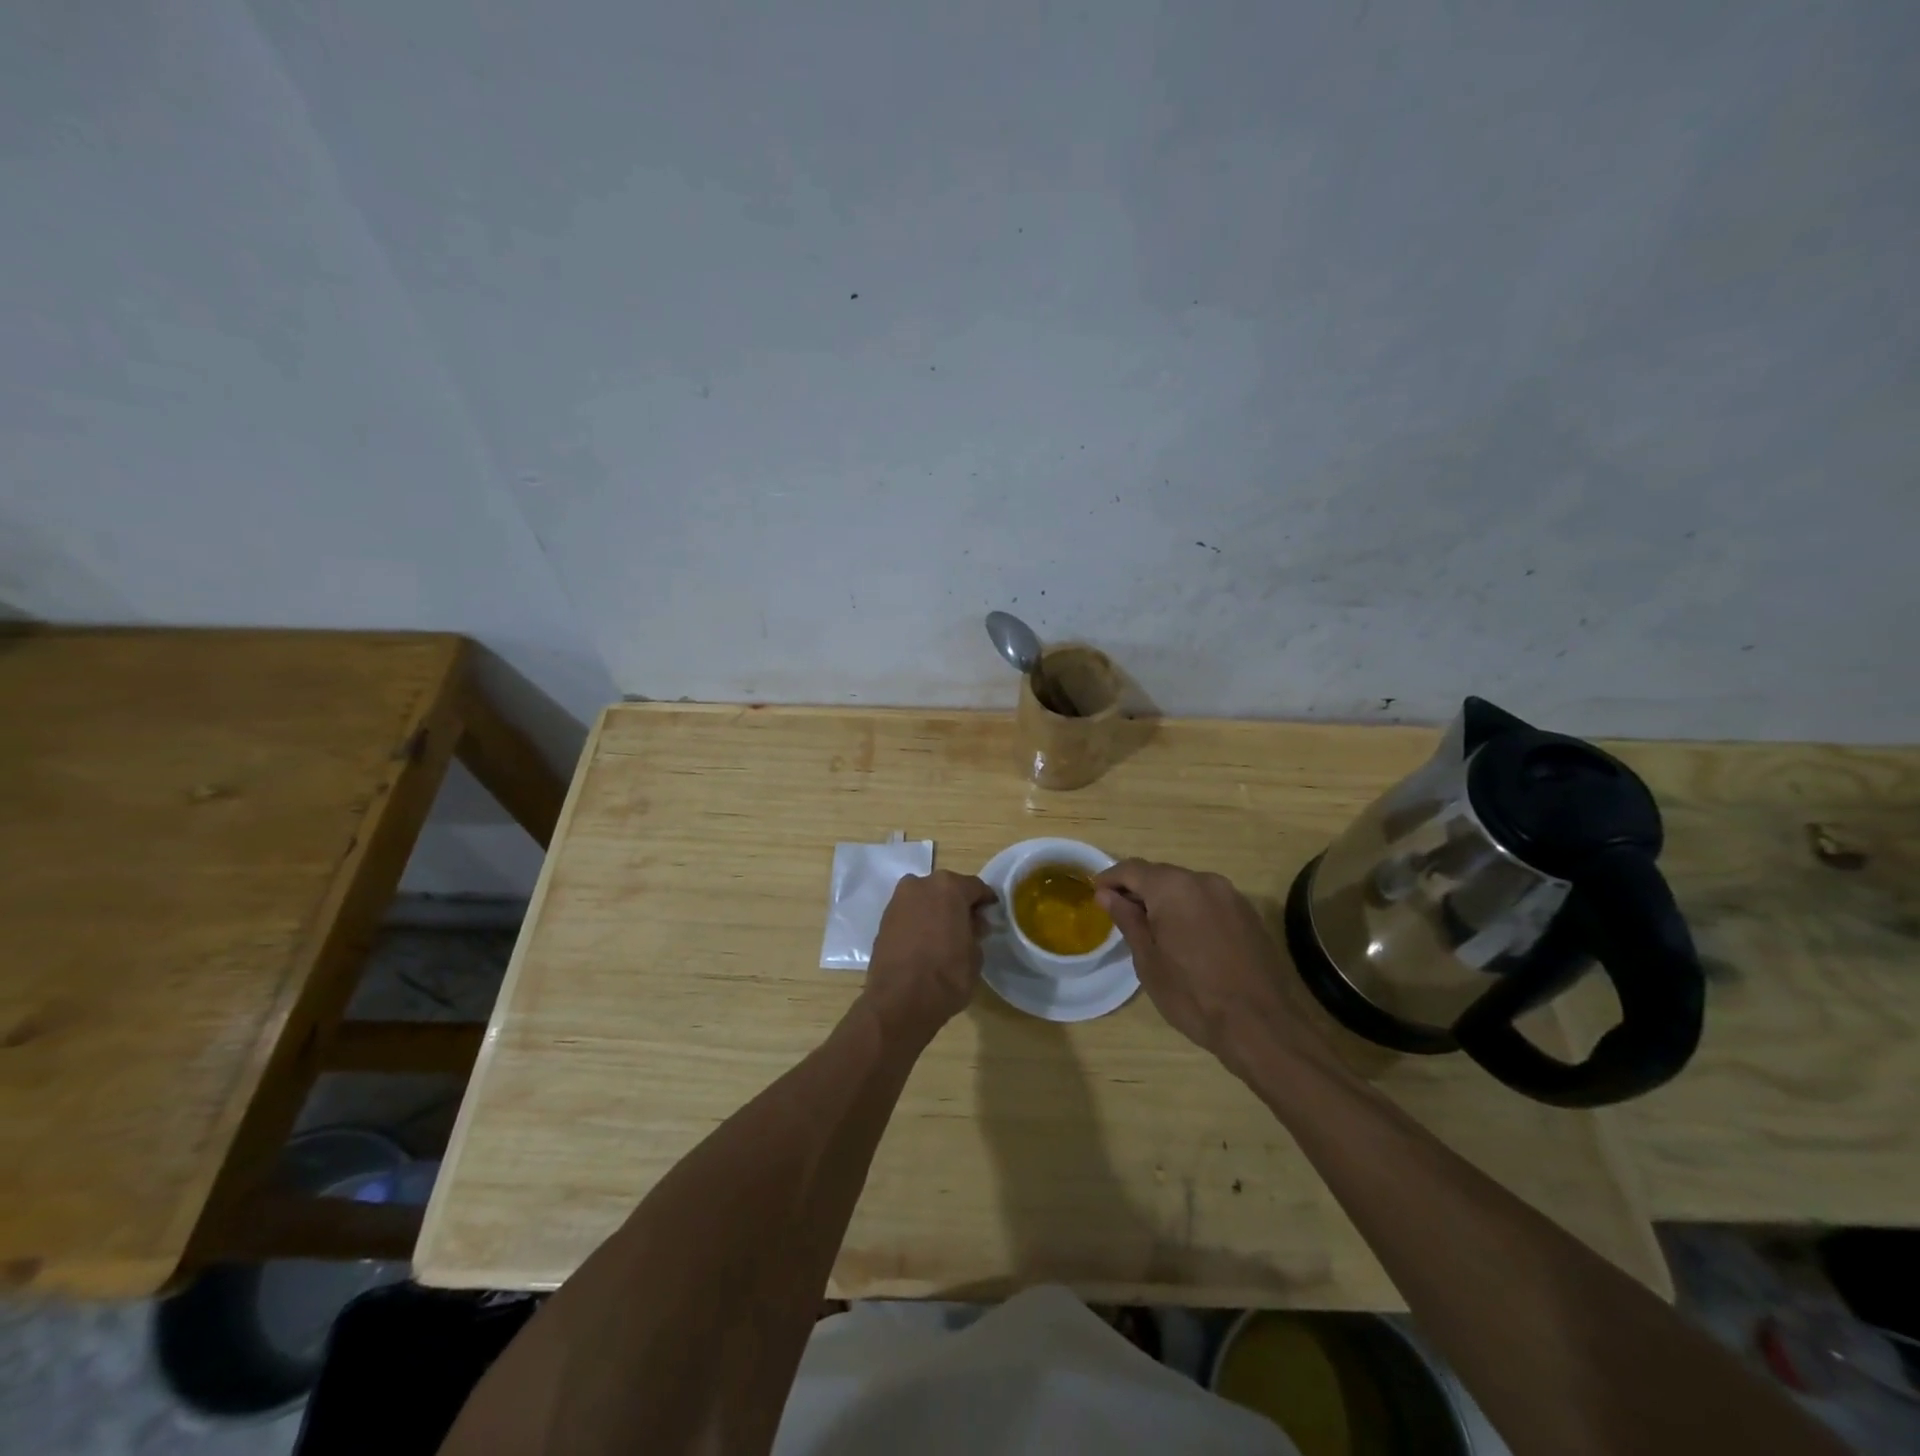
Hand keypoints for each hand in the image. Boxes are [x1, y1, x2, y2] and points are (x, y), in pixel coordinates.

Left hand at [862, 870, 995, 1043]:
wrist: (899, 1001)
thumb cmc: (946, 976)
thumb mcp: (975, 955)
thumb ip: (975, 932)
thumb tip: (972, 925)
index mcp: (949, 887)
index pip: (975, 887)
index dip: (985, 901)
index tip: (991, 914)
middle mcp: (921, 884)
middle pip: (946, 889)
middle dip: (958, 904)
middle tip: (968, 925)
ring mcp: (898, 900)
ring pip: (925, 899)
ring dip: (936, 911)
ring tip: (945, 935)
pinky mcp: (883, 919)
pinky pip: (909, 913)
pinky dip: (919, 922)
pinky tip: (925, 942)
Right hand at [1095, 860, 1321, 1076]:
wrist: (1261, 1025)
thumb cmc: (1193, 995)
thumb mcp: (1148, 960)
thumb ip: (1127, 920)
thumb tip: (1107, 895)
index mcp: (1173, 887)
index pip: (1132, 869)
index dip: (1110, 879)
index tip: (1095, 895)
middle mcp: (1203, 880)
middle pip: (1161, 874)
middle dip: (1138, 890)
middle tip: (1121, 915)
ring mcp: (1231, 895)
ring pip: (1186, 887)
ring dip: (1166, 901)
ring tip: (1152, 929)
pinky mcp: (1249, 914)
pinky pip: (1208, 901)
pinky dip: (1190, 911)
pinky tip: (1186, 938)